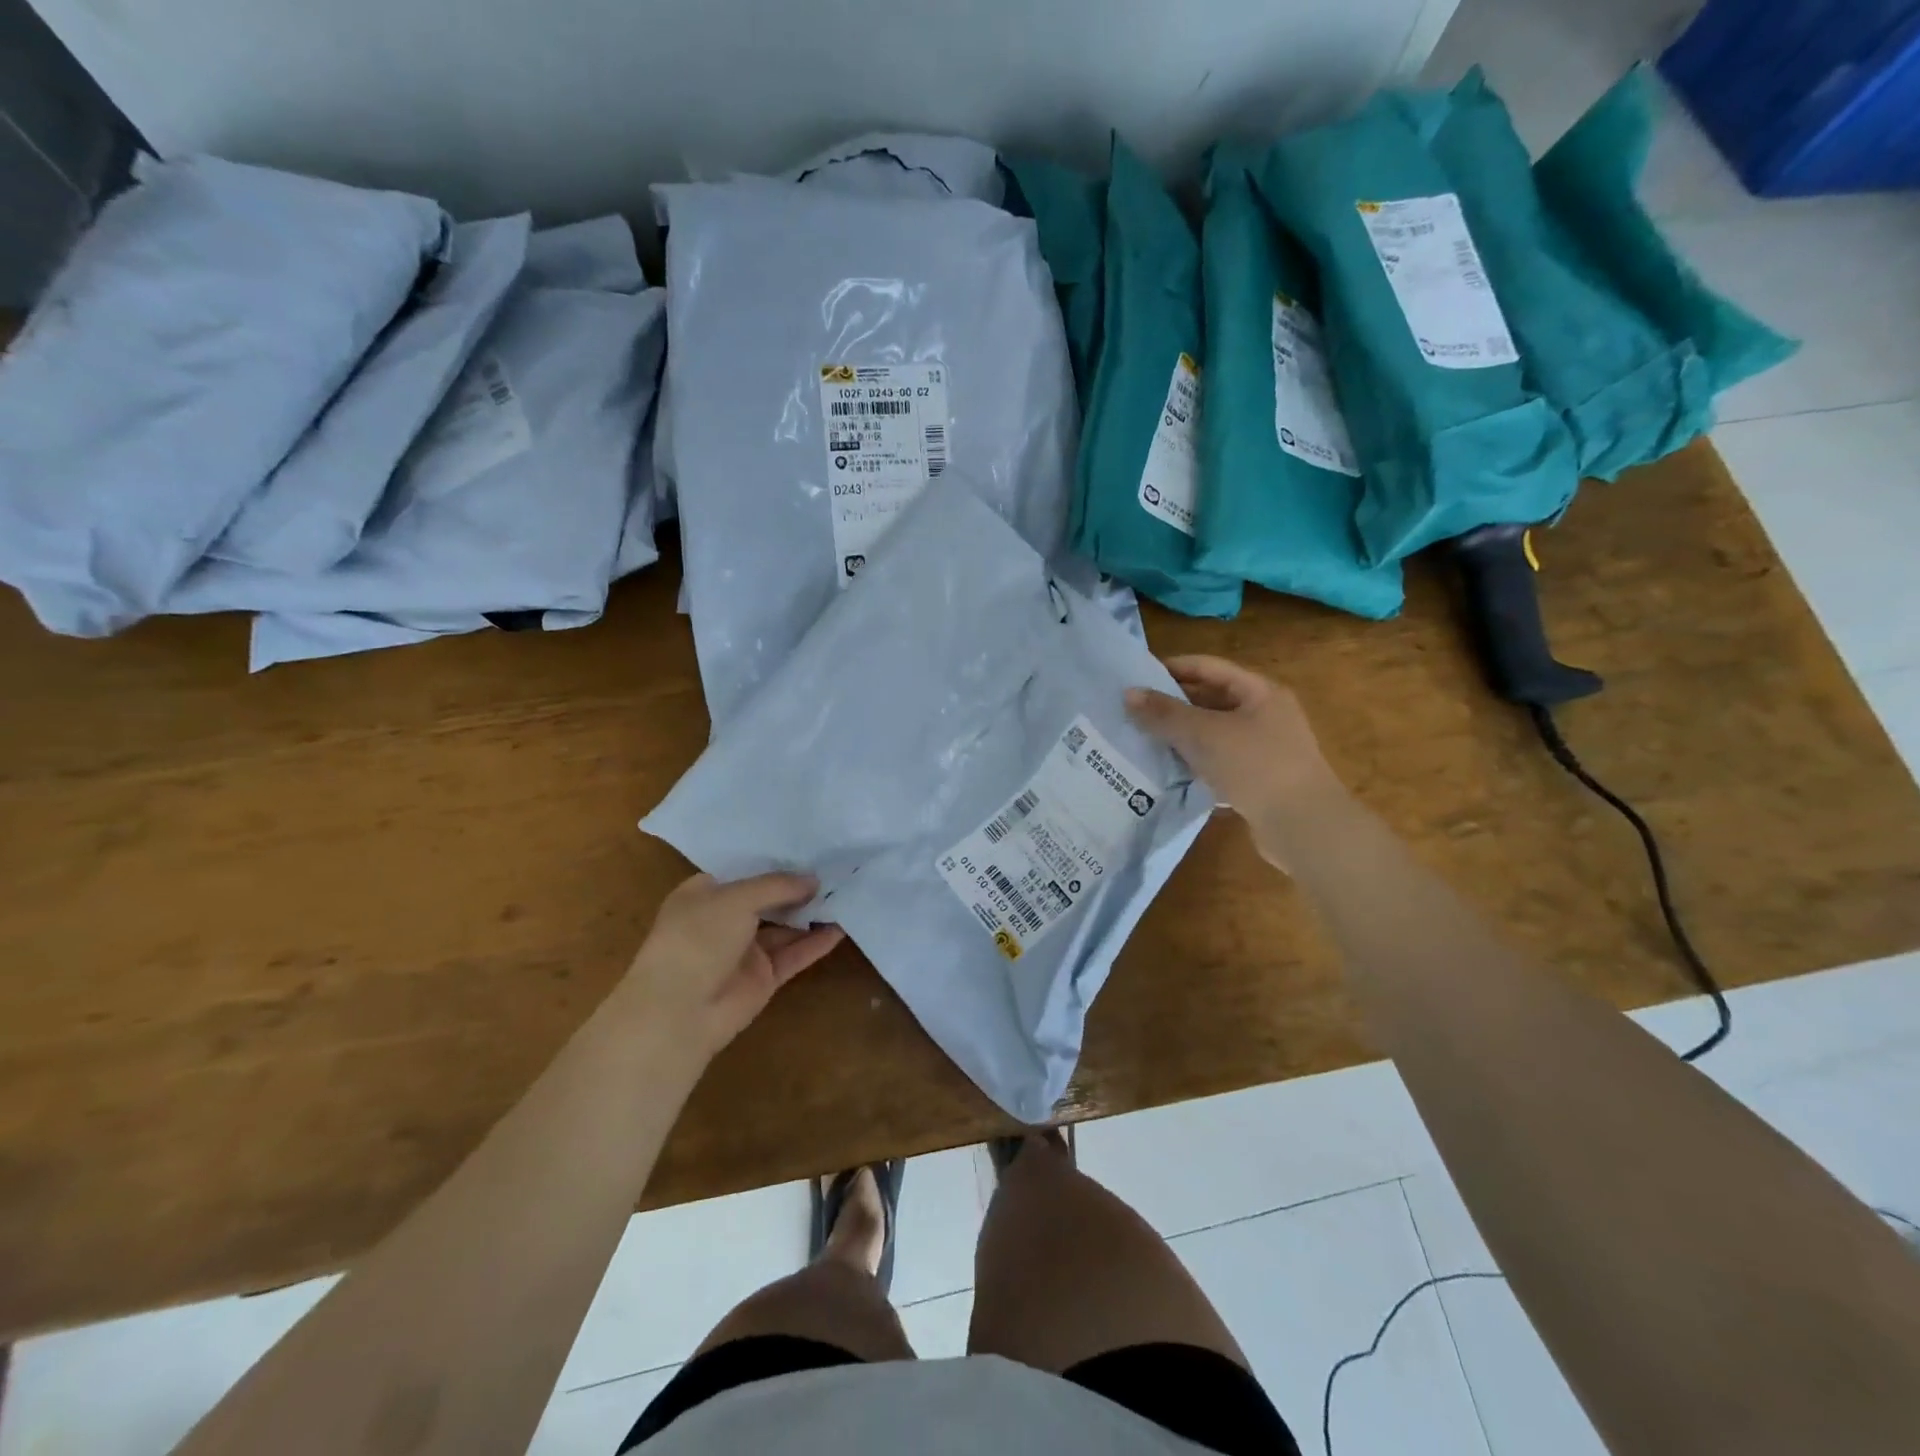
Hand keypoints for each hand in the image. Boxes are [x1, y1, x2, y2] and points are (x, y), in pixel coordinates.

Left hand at [620, 873, 844, 1063]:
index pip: (745, 871)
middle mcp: (725, 919)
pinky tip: (842, 927)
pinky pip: (794, 955)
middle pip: (769, 898)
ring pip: (786, 927)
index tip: (810, 846)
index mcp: (705, 894)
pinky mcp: (764, 977)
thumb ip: (777, 886)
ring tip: (848, 893)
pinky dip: (816, 943)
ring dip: (812, 913)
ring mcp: (745, 950)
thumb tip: (814, 880)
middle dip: (799, 886)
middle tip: (838, 867)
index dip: (775, 860)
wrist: (679, 1012)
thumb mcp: (736, 898)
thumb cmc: (697, 939)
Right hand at [1125, 655, 1344, 868]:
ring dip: (1181, 733)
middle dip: (1173, 703)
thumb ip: (1164, 713)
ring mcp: (1264, 747)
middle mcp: (1265, 714)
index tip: (1136, 677)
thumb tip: (1128, 693)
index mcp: (1260, 692)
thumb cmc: (1256, 766)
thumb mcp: (1204, 734)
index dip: (1172, 668)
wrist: (1303, 826)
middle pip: (1211, 698)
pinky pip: (1218, 759)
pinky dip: (1194, 759)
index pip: (1208, 667)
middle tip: (1132, 710)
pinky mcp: (1258, 778)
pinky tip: (1168, 768)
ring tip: (1142, 738)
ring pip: (1213, 731)